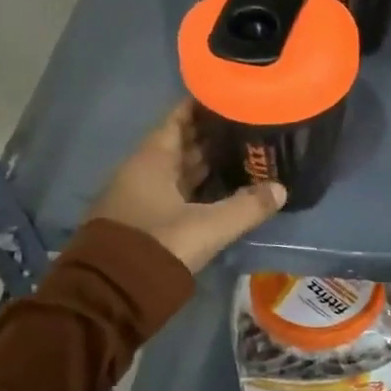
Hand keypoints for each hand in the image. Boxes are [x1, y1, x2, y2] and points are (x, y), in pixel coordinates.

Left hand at [87, 102, 285, 272]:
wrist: (110, 295)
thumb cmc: (159, 246)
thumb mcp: (208, 227)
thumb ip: (246, 207)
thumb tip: (280, 189)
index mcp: (152, 160)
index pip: (178, 118)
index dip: (201, 105)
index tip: (229, 95)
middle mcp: (141, 171)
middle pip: (179, 143)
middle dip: (210, 134)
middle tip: (246, 125)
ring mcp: (139, 197)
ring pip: (176, 170)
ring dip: (204, 162)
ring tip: (240, 153)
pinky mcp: (142, 221)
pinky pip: (174, 192)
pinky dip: (196, 186)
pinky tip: (220, 189)